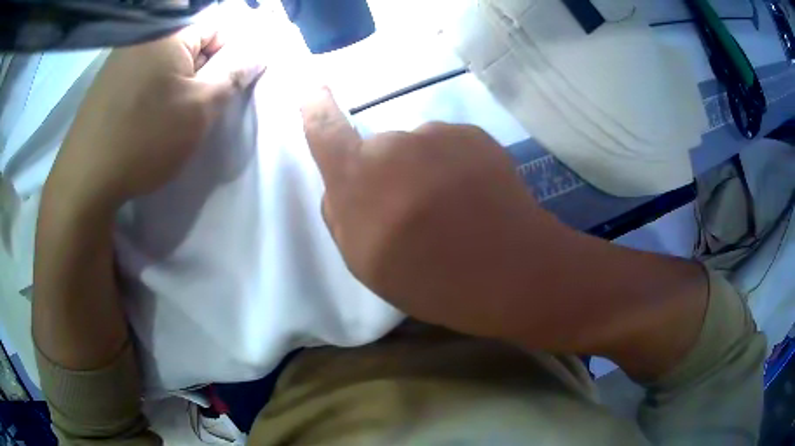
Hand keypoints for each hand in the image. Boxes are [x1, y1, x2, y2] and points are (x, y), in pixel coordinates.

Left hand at [46, 23, 265, 208]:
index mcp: (170, 31)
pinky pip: (145, 72)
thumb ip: (235, 71)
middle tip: (194, 108)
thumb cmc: (144, 139)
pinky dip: (155, 91)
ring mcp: (122, 56)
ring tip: (169, 117)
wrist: (84, 181)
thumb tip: (261, 49)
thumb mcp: (200, 107)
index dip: (229, 57)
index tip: (220, 91)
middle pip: (193, 42)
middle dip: (202, 71)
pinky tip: (146, 118)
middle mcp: (145, 34)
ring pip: (168, 59)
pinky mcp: (108, 79)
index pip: (222, 26)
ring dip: (178, 83)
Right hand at [302, 88, 567, 340]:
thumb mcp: (363, 261)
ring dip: (426, 172)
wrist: (508, 271)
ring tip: (453, 213)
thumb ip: (342, 215)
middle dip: (389, 175)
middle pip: (381, 151)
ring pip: (420, 149)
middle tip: (415, 214)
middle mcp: (393, 143)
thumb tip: (342, 186)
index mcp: (357, 176)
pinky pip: (452, 147)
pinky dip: (457, 167)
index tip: (314, 90)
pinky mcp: (475, 135)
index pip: (325, 129)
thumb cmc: (428, 278)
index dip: (316, 109)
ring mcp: (438, 134)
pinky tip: (476, 199)